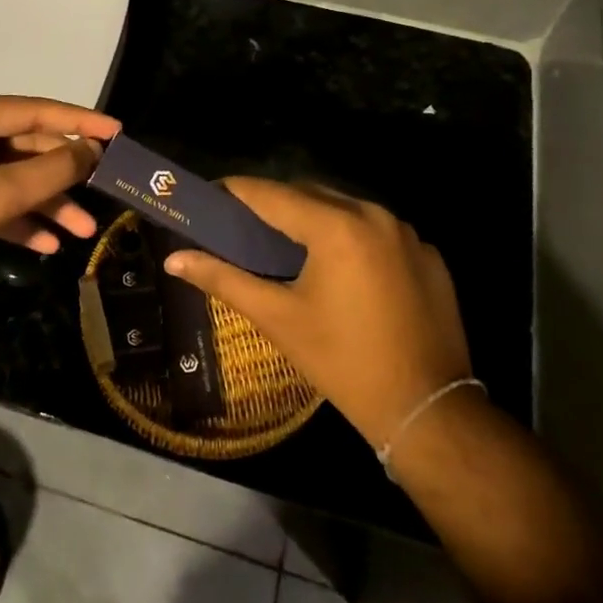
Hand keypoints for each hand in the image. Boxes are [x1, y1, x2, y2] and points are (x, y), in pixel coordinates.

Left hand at [0, 95, 120, 314]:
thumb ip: (51, 170)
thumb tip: (93, 149)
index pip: (34, 111)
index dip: (78, 121)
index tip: (118, 132)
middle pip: (28, 147)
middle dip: (65, 174)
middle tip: (106, 188)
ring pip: (17, 179)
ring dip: (50, 203)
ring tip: (85, 231)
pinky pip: (0, 204)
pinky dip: (25, 221)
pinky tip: (50, 245)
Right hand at [162, 178, 471, 446]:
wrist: (427, 410)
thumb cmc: (343, 362)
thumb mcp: (278, 319)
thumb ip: (223, 279)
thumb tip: (174, 259)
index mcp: (336, 226)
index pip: (272, 193)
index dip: (237, 191)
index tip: (211, 196)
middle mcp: (374, 214)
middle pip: (310, 193)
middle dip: (275, 204)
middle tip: (244, 226)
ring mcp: (407, 232)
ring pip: (346, 208)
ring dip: (314, 218)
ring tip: (287, 245)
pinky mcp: (428, 254)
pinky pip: (378, 230)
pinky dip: (352, 237)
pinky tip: (340, 270)